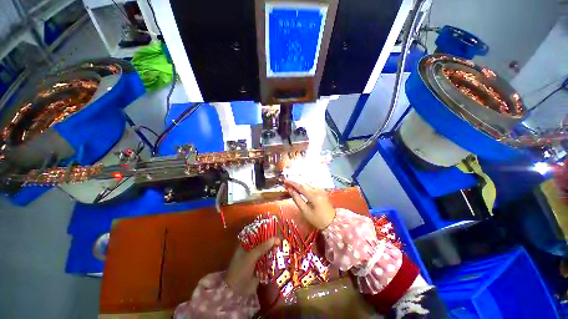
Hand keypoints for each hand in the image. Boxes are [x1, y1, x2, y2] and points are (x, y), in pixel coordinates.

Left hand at [225, 237, 279, 295]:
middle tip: (278, 241)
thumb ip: (263, 246)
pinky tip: (277, 258)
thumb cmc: (241, 269)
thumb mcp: (252, 256)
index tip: (273, 232)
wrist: (237, 291)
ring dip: (271, 251)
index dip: (264, 233)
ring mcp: (254, 260)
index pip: (256, 235)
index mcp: (244, 245)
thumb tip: (276, 238)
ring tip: (278, 249)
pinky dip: (271, 260)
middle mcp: (249, 251)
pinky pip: (267, 262)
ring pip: (265, 253)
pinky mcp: (259, 269)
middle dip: (270, 243)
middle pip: (262, 244)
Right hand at [284, 181, 335, 229]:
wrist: (332, 222)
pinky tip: (300, 190)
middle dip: (295, 183)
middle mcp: (318, 190)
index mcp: (313, 195)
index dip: (292, 183)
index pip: (301, 186)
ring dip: (300, 185)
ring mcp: (321, 190)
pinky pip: (311, 187)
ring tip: (292, 186)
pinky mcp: (322, 191)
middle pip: (304, 184)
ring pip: (308, 184)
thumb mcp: (305, 211)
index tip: (285, 181)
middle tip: (287, 184)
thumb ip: (297, 199)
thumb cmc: (317, 219)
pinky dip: (305, 187)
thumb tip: (290, 190)